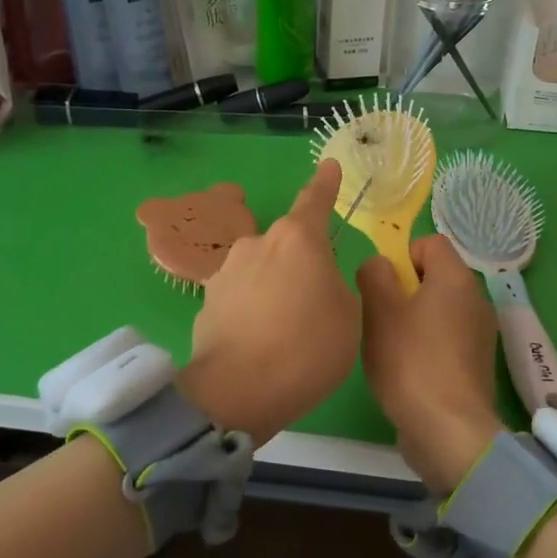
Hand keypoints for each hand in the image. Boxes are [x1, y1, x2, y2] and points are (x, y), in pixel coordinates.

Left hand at [179, 161, 359, 444]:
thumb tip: (322, 280)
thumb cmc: (307, 348)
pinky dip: (253, 309)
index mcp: (298, 239)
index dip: (325, 184)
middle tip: (316, 304)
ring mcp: (227, 270)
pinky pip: (242, 296)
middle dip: (303, 264)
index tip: (329, 165)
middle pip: (289, 244)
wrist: (237, 391)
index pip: (315, 200)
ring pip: (263, 270)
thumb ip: (339, 287)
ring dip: (276, 288)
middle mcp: (258, 243)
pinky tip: (259, 342)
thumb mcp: (349, 318)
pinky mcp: (207, 300)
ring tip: (285, 331)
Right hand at [358, 234, 504, 489]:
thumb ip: (374, 275)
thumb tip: (379, 265)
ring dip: (413, 320)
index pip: (430, 242)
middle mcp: (476, 299)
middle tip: (381, 319)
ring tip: (391, 348)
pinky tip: (409, 372)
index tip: (384, 287)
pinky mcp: (477, 363)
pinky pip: (447, 338)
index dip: (402, 256)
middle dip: (403, 291)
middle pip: (434, 276)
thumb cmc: (411, 363)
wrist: (449, 432)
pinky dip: (428, 346)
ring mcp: (481, 333)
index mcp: (456, 278)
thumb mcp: (379, 311)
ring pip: (439, 309)